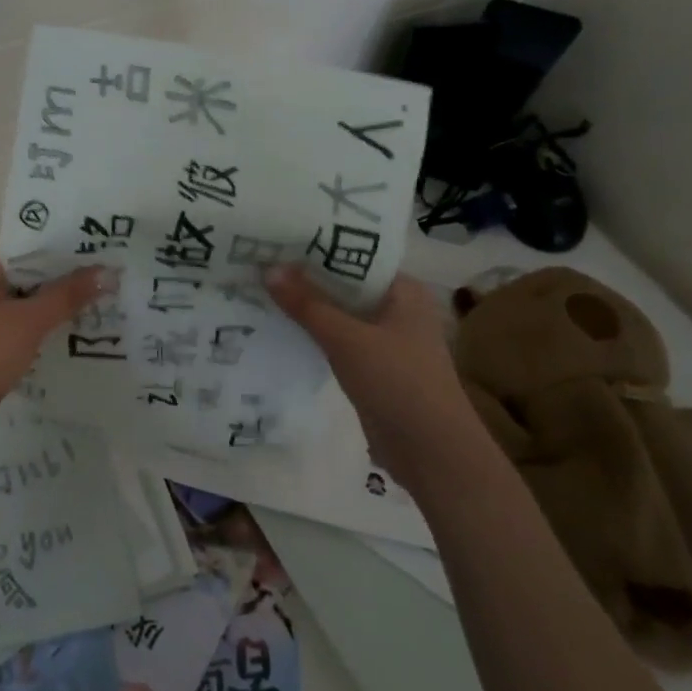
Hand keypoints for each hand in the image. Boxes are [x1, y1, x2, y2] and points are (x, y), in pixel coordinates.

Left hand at [0, 244, 105, 452]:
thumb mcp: (29, 323)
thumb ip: (68, 295)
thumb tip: (109, 272)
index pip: (28, 242)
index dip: (67, 248)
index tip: (105, 252)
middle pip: (24, 267)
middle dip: (63, 276)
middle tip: (110, 275)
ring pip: (19, 293)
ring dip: (51, 299)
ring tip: (98, 297)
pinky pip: (10, 314)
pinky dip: (34, 318)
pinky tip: (67, 324)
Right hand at [265, 265, 484, 484]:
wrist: (432, 453)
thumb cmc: (399, 383)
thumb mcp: (348, 340)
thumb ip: (307, 305)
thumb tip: (268, 269)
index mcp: (404, 290)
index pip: (356, 256)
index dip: (318, 247)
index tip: (278, 237)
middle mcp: (397, 308)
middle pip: (345, 285)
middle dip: (306, 277)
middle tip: (259, 260)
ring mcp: (386, 339)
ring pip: (340, 313)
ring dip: (308, 306)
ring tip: (261, 288)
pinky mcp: (374, 367)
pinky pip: (338, 340)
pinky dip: (314, 333)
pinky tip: (280, 326)